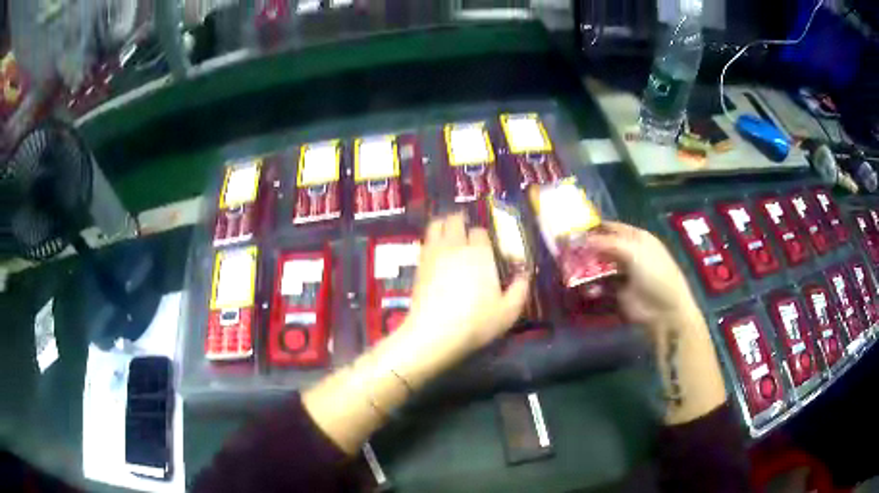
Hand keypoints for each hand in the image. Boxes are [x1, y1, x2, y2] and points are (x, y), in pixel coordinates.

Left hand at [393, 214, 530, 382]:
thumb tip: (525, 276)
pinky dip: (431, 239)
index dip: (483, 235)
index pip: (480, 231)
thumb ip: (520, 291)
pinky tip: (435, 250)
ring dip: (443, 224)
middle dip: (461, 221)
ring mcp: (434, 254)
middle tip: (466, 228)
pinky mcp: (418, 265)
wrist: (434, 332)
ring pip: (436, 225)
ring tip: (448, 231)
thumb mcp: (508, 312)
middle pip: (455, 220)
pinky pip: (425, 241)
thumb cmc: (476, 322)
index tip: (486, 243)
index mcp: (480, 253)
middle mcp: (456, 246)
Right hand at [584, 222, 726, 423]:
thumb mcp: (634, 252)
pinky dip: (592, 286)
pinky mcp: (617, 292)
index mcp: (637, 238)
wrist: (665, 310)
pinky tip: (585, 289)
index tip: (572, 230)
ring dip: (587, 267)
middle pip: (603, 246)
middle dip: (586, 248)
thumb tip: (581, 239)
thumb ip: (607, 243)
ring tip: (569, 269)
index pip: (612, 228)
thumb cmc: (655, 274)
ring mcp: (623, 273)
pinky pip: (600, 285)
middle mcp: (629, 253)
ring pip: (600, 265)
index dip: (594, 228)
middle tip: (564, 250)